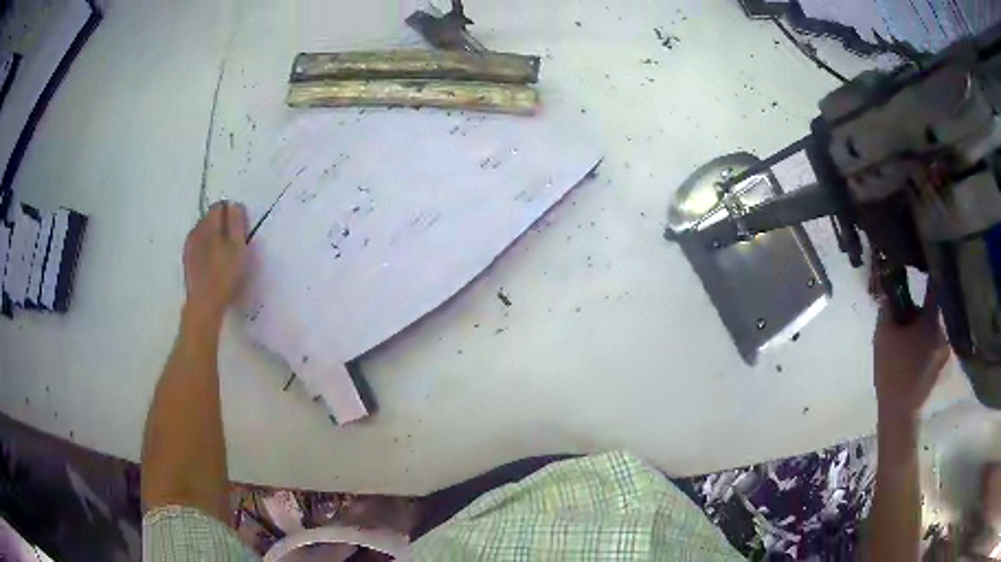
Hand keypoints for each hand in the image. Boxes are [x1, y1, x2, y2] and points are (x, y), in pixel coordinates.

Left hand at [183, 201, 247, 318]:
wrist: (204, 304)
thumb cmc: (224, 275)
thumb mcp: (238, 247)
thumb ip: (236, 223)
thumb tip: (234, 206)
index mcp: (208, 224)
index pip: (219, 207)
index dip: (231, 214)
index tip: (240, 229)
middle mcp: (196, 230)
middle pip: (209, 219)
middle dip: (221, 225)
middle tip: (234, 243)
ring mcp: (189, 247)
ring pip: (202, 233)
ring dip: (212, 238)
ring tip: (223, 255)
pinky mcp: (187, 262)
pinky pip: (197, 247)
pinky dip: (205, 249)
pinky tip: (212, 263)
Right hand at [873, 287, 949, 423]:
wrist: (900, 412)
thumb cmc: (892, 370)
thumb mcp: (883, 335)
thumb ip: (888, 308)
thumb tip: (890, 290)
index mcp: (931, 319)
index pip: (933, 286)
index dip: (926, 274)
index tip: (919, 266)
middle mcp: (943, 329)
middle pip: (932, 309)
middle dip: (920, 308)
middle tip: (907, 311)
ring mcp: (944, 349)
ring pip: (933, 328)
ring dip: (923, 327)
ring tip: (909, 334)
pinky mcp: (941, 364)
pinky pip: (933, 343)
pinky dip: (925, 342)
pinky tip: (913, 351)